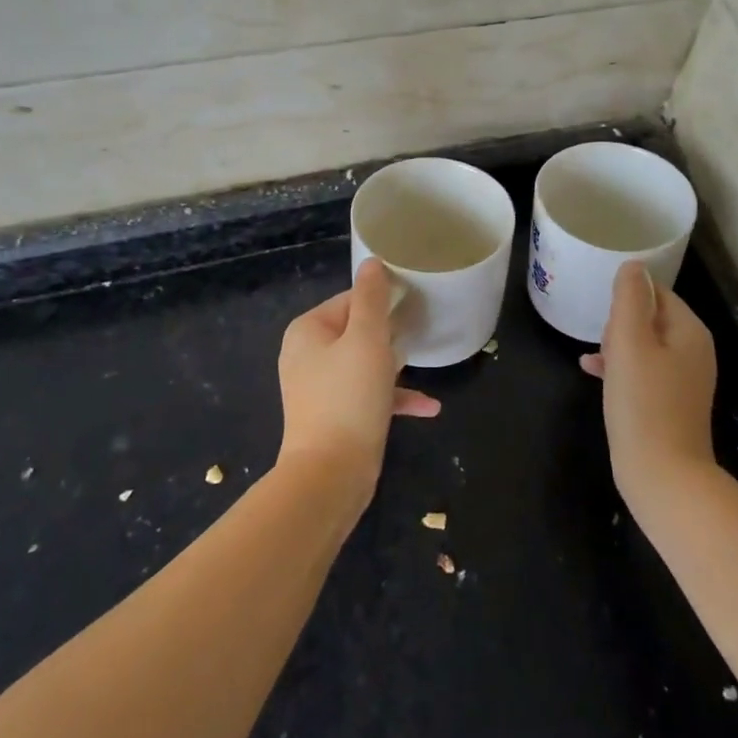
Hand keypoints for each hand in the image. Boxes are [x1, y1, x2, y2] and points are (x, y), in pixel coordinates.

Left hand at [277, 259, 440, 490]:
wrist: (330, 475)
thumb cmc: (349, 396)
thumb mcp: (367, 339)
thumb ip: (371, 298)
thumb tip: (372, 262)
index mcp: (308, 331)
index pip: (350, 300)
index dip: (383, 300)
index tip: (414, 304)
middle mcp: (307, 355)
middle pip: (357, 331)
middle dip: (391, 334)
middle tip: (423, 332)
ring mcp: (320, 388)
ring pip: (365, 363)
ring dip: (396, 367)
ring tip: (425, 364)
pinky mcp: (335, 416)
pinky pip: (367, 396)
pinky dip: (394, 398)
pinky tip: (429, 407)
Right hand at [579, 261, 717, 502]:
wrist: (662, 475)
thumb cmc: (643, 403)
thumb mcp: (630, 343)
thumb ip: (630, 299)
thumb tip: (633, 266)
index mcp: (690, 331)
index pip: (657, 292)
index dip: (627, 299)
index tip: (606, 316)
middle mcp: (693, 351)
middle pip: (650, 317)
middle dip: (621, 323)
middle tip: (602, 340)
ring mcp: (683, 380)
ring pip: (643, 345)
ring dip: (616, 345)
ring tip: (594, 356)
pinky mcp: (669, 403)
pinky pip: (642, 372)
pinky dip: (620, 368)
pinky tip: (591, 371)